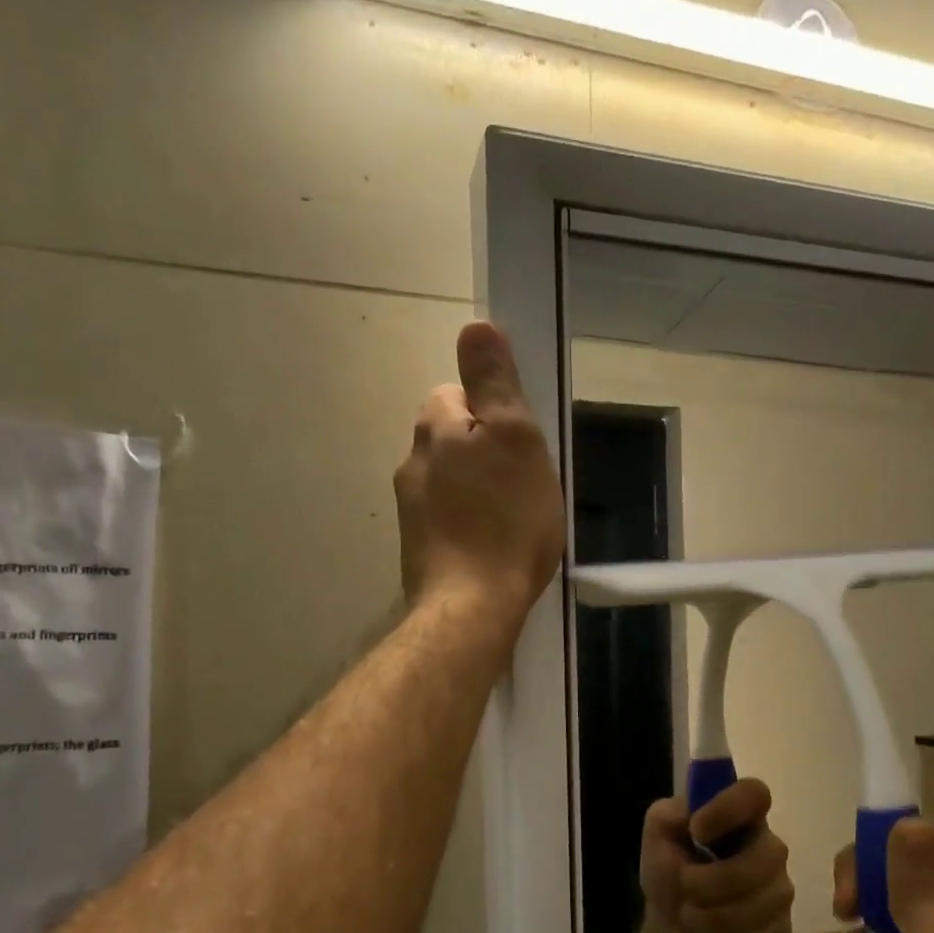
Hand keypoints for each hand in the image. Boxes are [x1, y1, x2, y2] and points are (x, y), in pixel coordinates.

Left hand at [394, 322, 564, 631]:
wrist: (471, 607)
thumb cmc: (506, 521)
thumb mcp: (516, 439)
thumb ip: (494, 383)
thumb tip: (475, 324)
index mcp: (435, 429)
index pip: (454, 393)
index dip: (490, 412)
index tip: (519, 443)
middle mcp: (412, 462)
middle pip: (451, 439)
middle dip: (483, 451)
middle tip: (523, 483)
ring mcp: (410, 510)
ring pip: (448, 481)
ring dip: (476, 490)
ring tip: (512, 520)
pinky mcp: (418, 549)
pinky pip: (447, 520)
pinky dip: (468, 524)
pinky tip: (493, 547)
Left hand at [640, 779, 793, 932]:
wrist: (675, 919)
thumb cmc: (670, 865)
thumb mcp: (657, 835)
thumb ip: (667, 815)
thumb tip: (690, 814)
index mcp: (740, 816)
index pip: (755, 793)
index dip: (728, 809)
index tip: (697, 831)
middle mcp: (769, 848)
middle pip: (765, 859)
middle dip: (713, 883)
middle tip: (684, 887)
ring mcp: (780, 891)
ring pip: (760, 908)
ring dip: (709, 920)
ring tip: (686, 918)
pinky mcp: (780, 932)